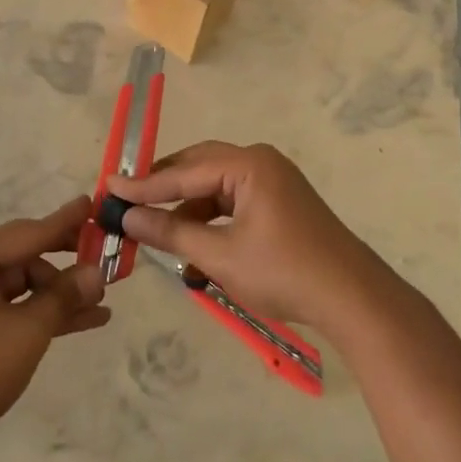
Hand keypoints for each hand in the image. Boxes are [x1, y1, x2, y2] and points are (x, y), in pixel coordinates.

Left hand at [0, 196, 109, 448]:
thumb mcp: (26, 330)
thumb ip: (63, 296)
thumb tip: (96, 272)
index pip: (25, 233)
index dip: (64, 222)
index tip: (92, 204)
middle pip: (23, 258)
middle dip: (65, 266)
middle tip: (106, 258)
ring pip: (20, 286)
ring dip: (58, 296)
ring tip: (102, 302)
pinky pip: (10, 308)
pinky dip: (40, 314)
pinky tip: (83, 320)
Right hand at [107, 142, 398, 343]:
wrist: (353, 299)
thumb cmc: (284, 273)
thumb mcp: (219, 256)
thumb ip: (170, 233)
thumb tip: (127, 217)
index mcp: (248, 165)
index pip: (183, 171)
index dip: (143, 184)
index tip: (107, 187)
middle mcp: (260, 162)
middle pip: (199, 168)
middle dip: (164, 189)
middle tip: (127, 202)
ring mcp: (273, 181)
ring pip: (215, 187)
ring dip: (187, 209)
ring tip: (156, 232)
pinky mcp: (280, 202)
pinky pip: (233, 201)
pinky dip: (210, 220)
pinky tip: (193, 246)